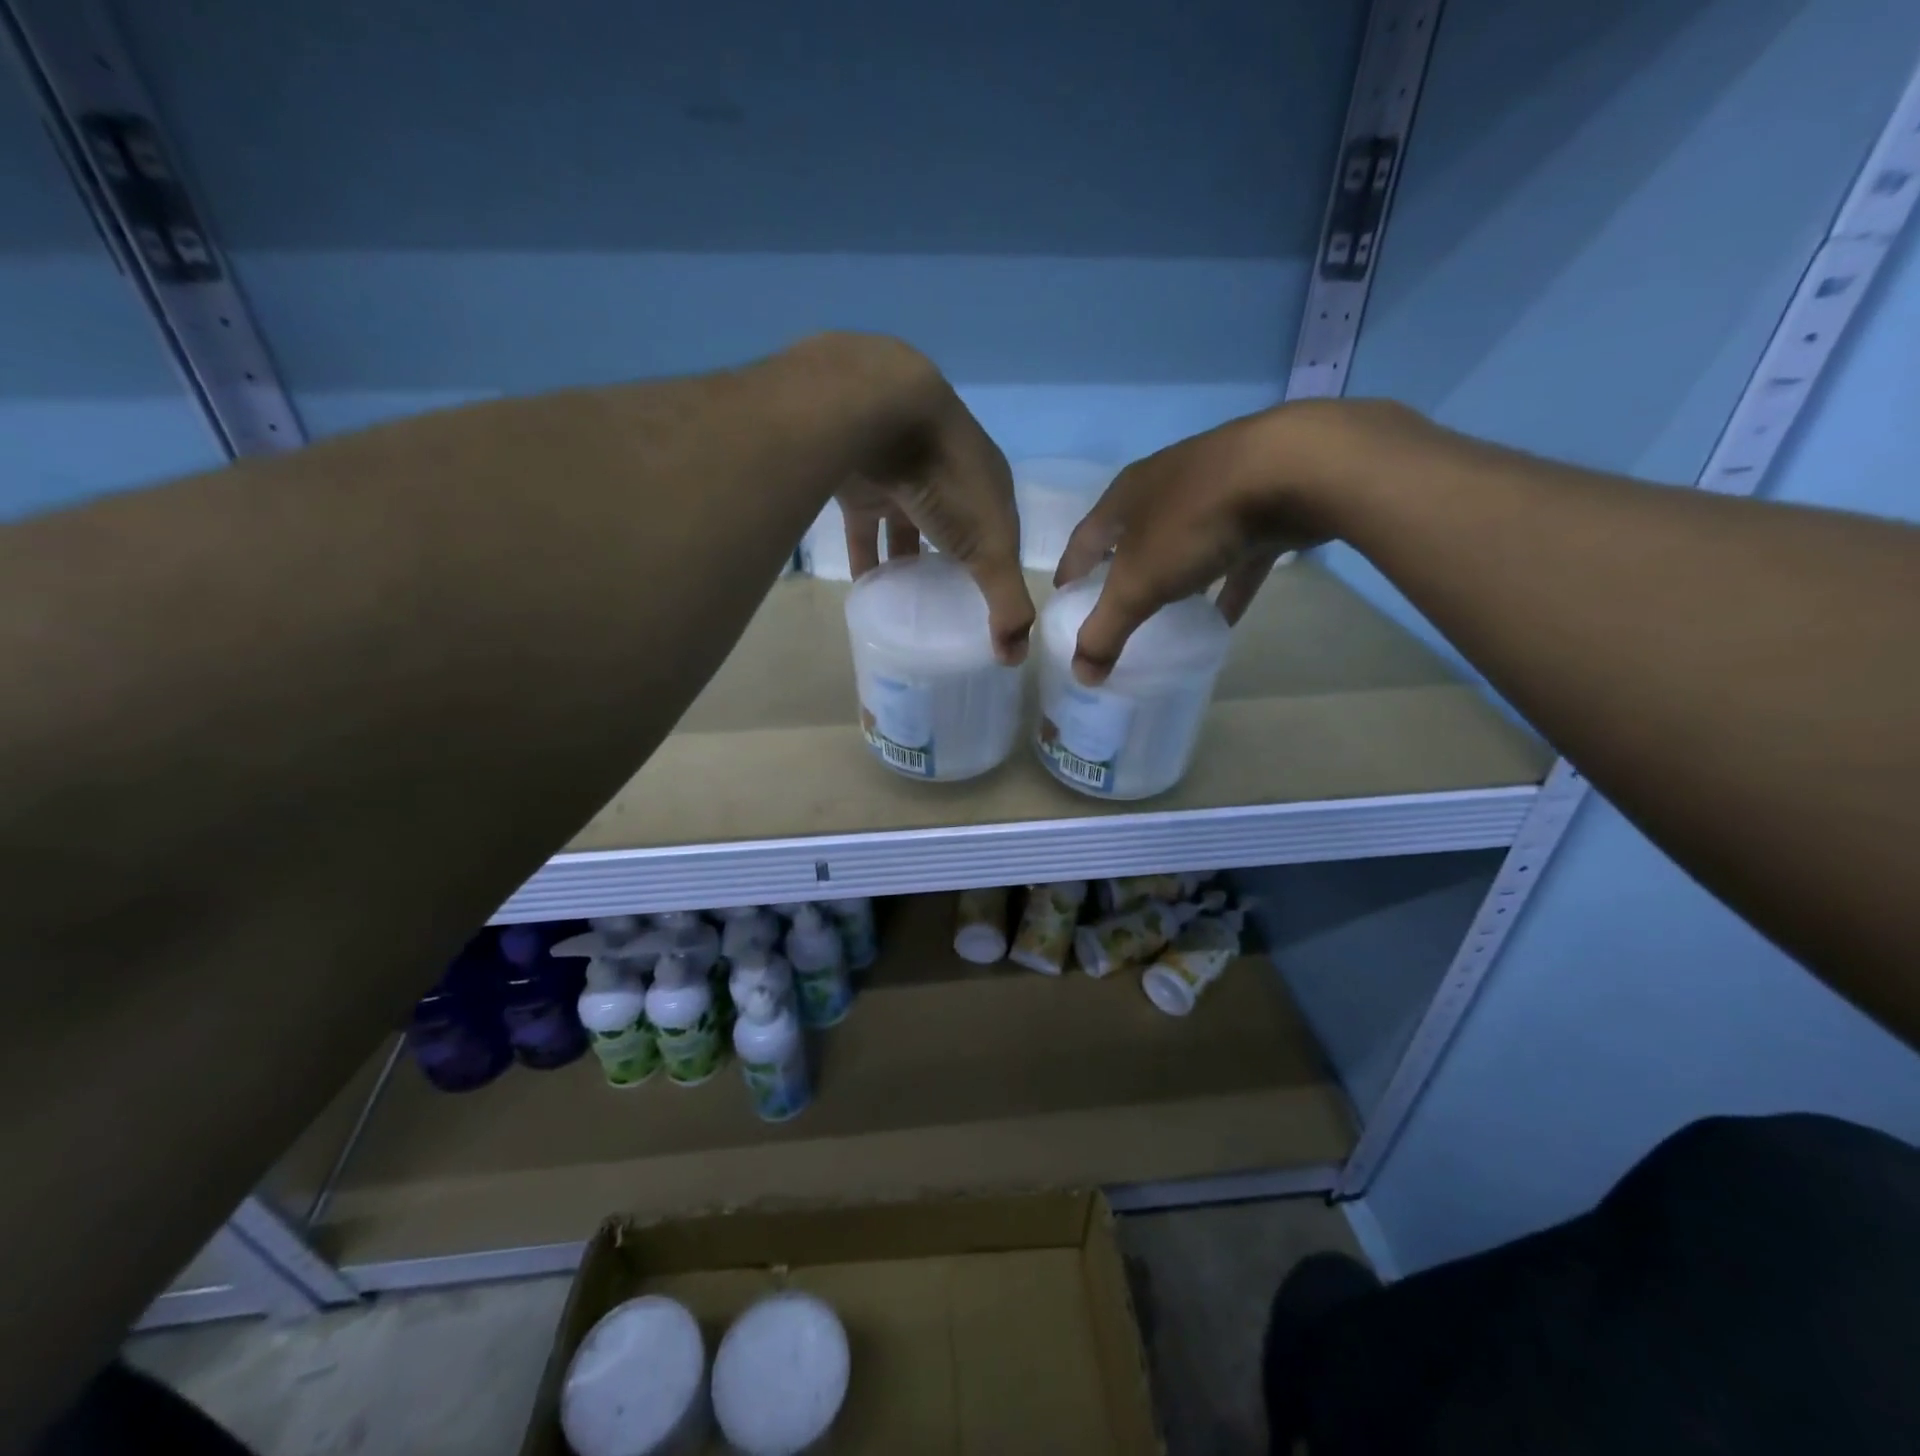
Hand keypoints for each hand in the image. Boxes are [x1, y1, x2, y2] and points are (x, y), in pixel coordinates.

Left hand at [810, 335, 1034, 662]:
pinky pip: (867, 531)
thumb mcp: (991, 548)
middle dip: (952, 566)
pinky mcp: (863, 486)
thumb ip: (1006, 601)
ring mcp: (905, 479)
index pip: (1001, 534)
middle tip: (945, 611)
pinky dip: (868, 558)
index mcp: (989, 487)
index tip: (989, 607)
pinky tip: (867, 591)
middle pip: (955, 532)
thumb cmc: (949, 480)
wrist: (879, 413)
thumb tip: (1017, 659)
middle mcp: (950, 480)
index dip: (999, 569)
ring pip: (909, 531)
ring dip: (909, 565)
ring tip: (908, 608)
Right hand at [1053, 400, 1412, 682]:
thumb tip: (1081, 675)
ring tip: (1165, 617)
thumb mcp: (1138, 584)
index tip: (1064, 603)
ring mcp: (1215, 492)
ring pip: (1184, 544)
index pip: (1084, 540)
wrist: (1295, 470)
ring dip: (1174, 579)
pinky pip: (1234, 557)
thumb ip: (1106, 630)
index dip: (1070, 573)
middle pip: (1133, 537)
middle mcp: (1165, 487)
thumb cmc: (1195, 522)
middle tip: (1115, 612)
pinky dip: (1226, 586)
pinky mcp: (1261, 506)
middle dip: (1122, 573)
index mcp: (1126, 497)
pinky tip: (1225, 617)